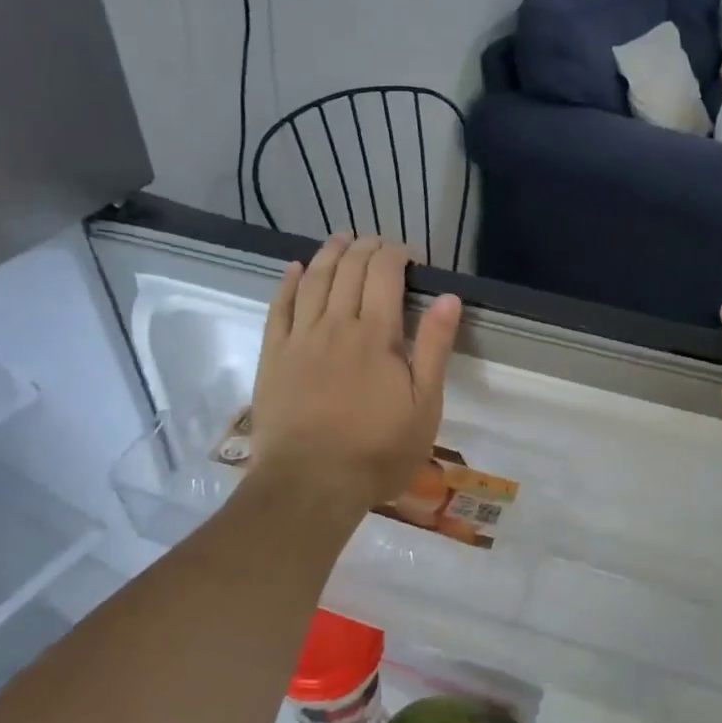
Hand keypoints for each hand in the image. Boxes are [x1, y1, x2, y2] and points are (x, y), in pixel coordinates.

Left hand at [251, 235, 460, 516]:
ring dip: (330, 254)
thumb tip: (448, 297)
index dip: (396, 255)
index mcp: (376, 335)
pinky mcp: (273, 356)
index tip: (408, 253)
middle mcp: (335, 325)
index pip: (384, 275)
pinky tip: (295, 268)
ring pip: (314, 280)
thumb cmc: (378, 451)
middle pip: (349, 270)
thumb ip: (434, 349)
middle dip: (365, 248)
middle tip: (377, 242)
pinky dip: (288, 282)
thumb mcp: (424, 406)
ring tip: (341, 239)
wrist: (311, 484)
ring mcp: (299, 338)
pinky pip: (278, 307)